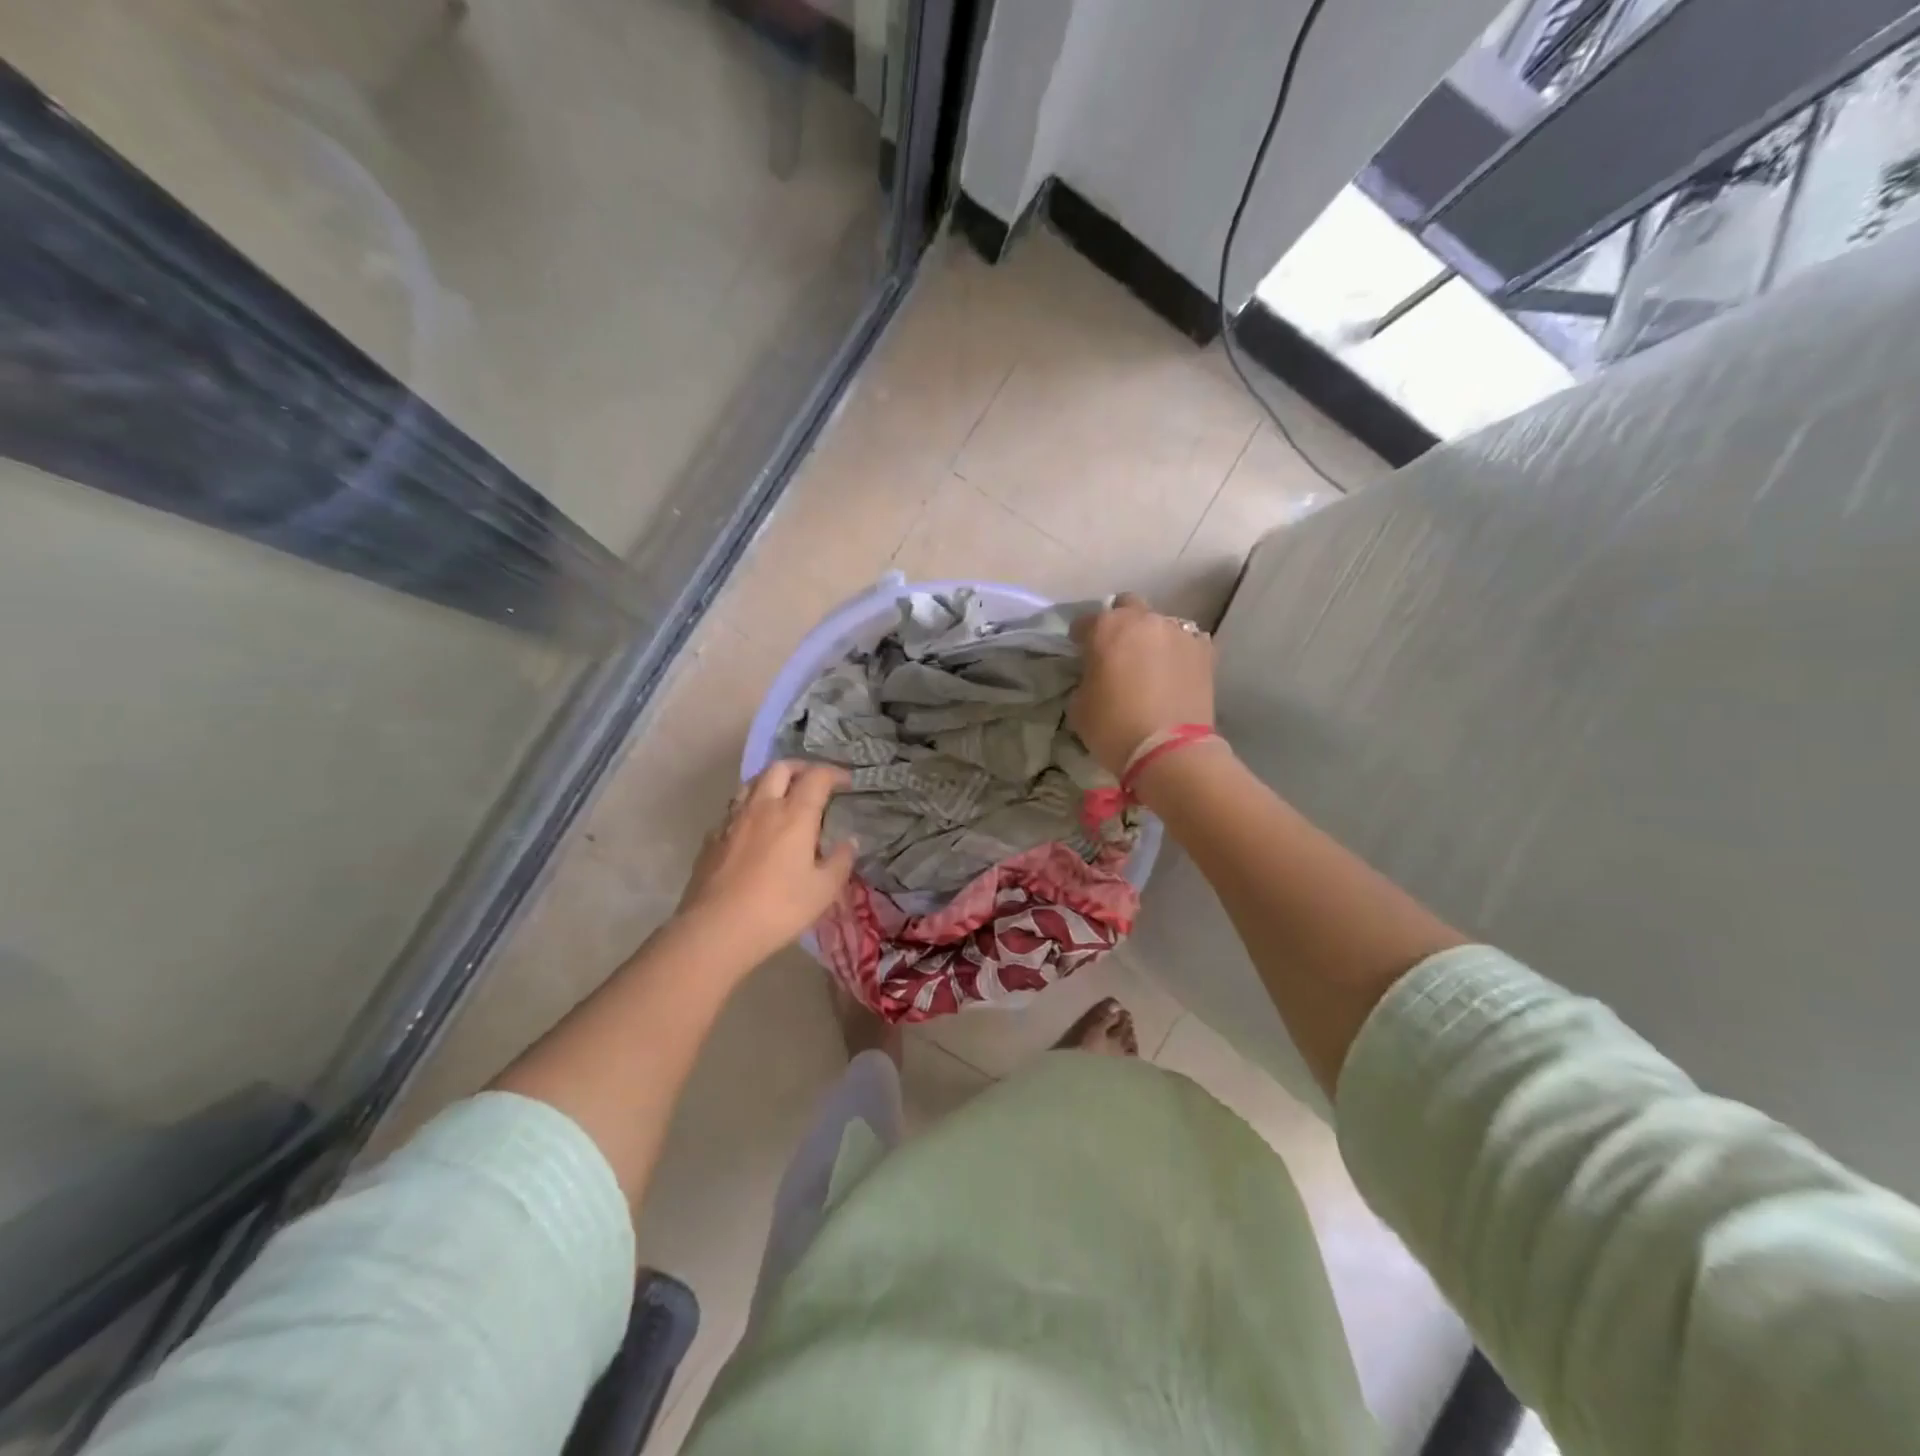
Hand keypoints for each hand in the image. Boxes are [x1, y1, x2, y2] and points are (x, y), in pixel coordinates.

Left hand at [675, 762, 855, 965]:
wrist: (716, 929)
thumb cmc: (779, 908)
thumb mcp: (823, 890)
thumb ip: (840, 861)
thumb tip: (850, 842)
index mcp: (794, 815)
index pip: (817, 777)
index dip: (835, 773)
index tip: (847, 782)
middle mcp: (762, 807)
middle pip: (780, 768)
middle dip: (801, 768)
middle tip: (814, 782)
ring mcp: (732, 820)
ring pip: (752, 783)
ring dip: (772, 782)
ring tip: (783, 797)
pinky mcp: (712, 838)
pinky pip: (734, 809)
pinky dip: (750, 807)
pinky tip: (754, 828)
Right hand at [1069, 593, 1215, 776]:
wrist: (1170, 752)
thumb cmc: (1114, 728)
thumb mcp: (1079, 706)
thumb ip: (1086, 679)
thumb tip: (1096, 675)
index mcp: (1107, 628)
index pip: (1086, 622)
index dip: (1080, 637)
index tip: (1080, 652)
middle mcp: (1144, 620)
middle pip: (1128, 606)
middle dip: (1120, 622)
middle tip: (1117, 649)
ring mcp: (1179, 632)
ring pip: (1160, 623)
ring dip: (1151, 637)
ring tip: (1150, 663)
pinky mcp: (1205, 651)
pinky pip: (1186, 641)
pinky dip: (1177, 652)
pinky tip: (1174, 672)